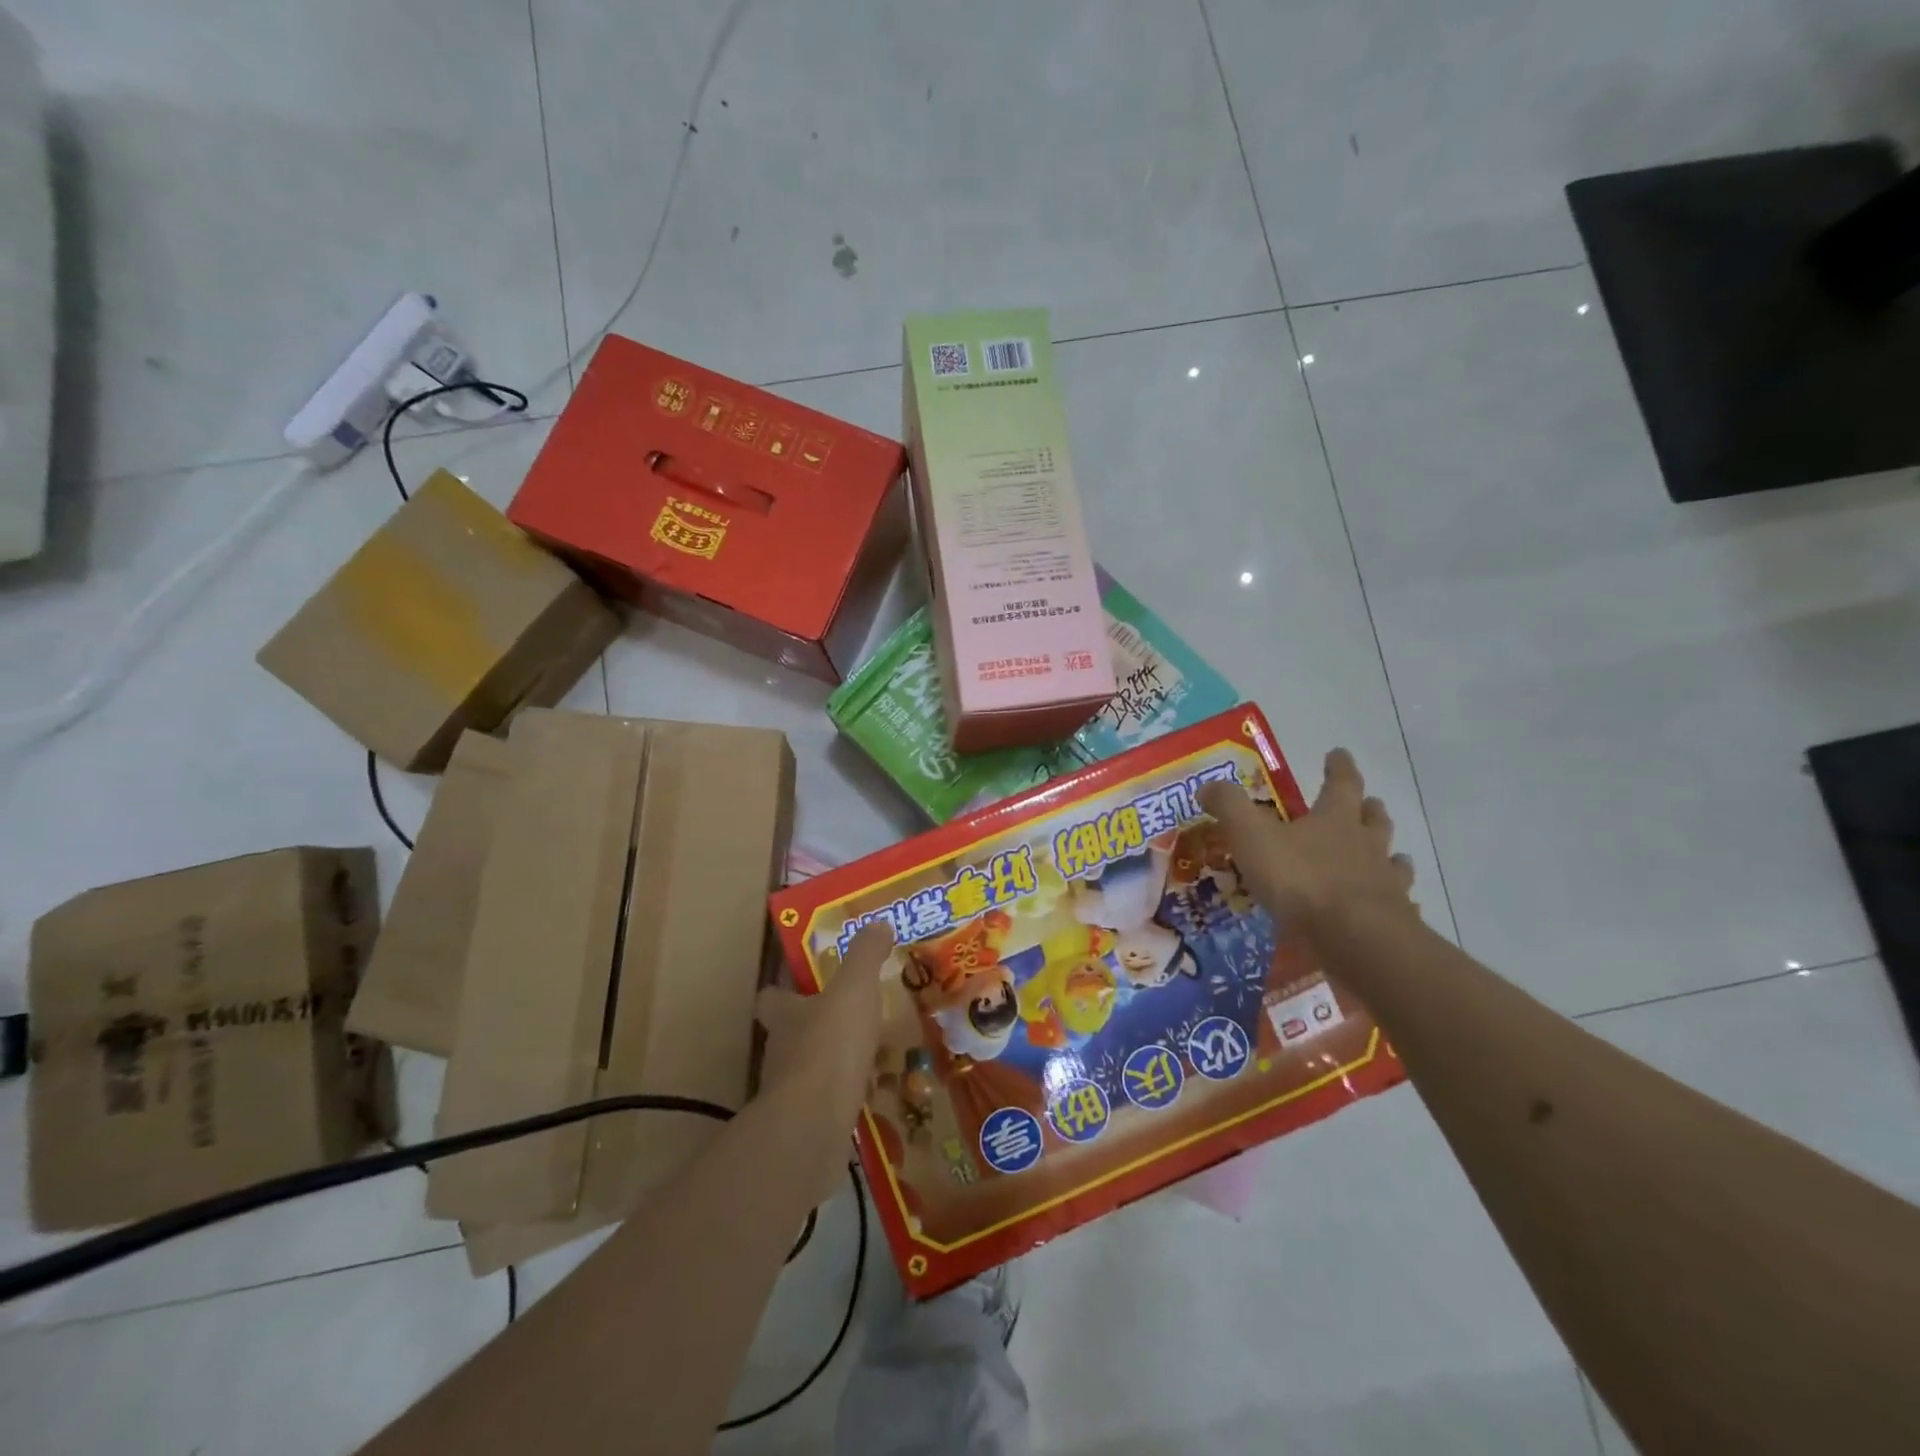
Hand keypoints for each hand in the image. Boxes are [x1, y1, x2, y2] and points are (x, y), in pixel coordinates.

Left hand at [754, 922, 893, 1169]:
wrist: (813, 1126)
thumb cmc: (830, 1045)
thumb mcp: (854, 989)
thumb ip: (865, 955)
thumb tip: (878, 923)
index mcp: (785, 1014)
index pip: (771, 997)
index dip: (784, 990)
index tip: (807, 984)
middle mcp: (781, 1051)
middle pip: (792, 1033)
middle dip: (817, 1025)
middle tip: (852, 1016)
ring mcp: (791, 1093)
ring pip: (812, 1070)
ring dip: (835, 1062)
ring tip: (872, 1054)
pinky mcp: (808, 1126)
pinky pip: (830, 1104)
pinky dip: (848, 1097)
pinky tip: (875, 1093)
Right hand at [1200, 749, 1415, 941]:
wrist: (1356, 940)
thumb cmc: (1301, 880)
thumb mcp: (1252, 836)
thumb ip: (1230, 807)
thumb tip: (1208, 785)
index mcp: (1335, 820)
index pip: (1341, 783)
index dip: (1339, 767)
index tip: (1338, 754)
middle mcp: (1367, 845)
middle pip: (1374, 820)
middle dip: (1370, 810)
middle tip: (1369, 804)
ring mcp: (1386, 884)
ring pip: (1394, 861)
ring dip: (1392, 855)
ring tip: (1392, 856)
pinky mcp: (1394, 920)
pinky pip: (1400, 906)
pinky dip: (1397, 903)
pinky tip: (1394, 909)